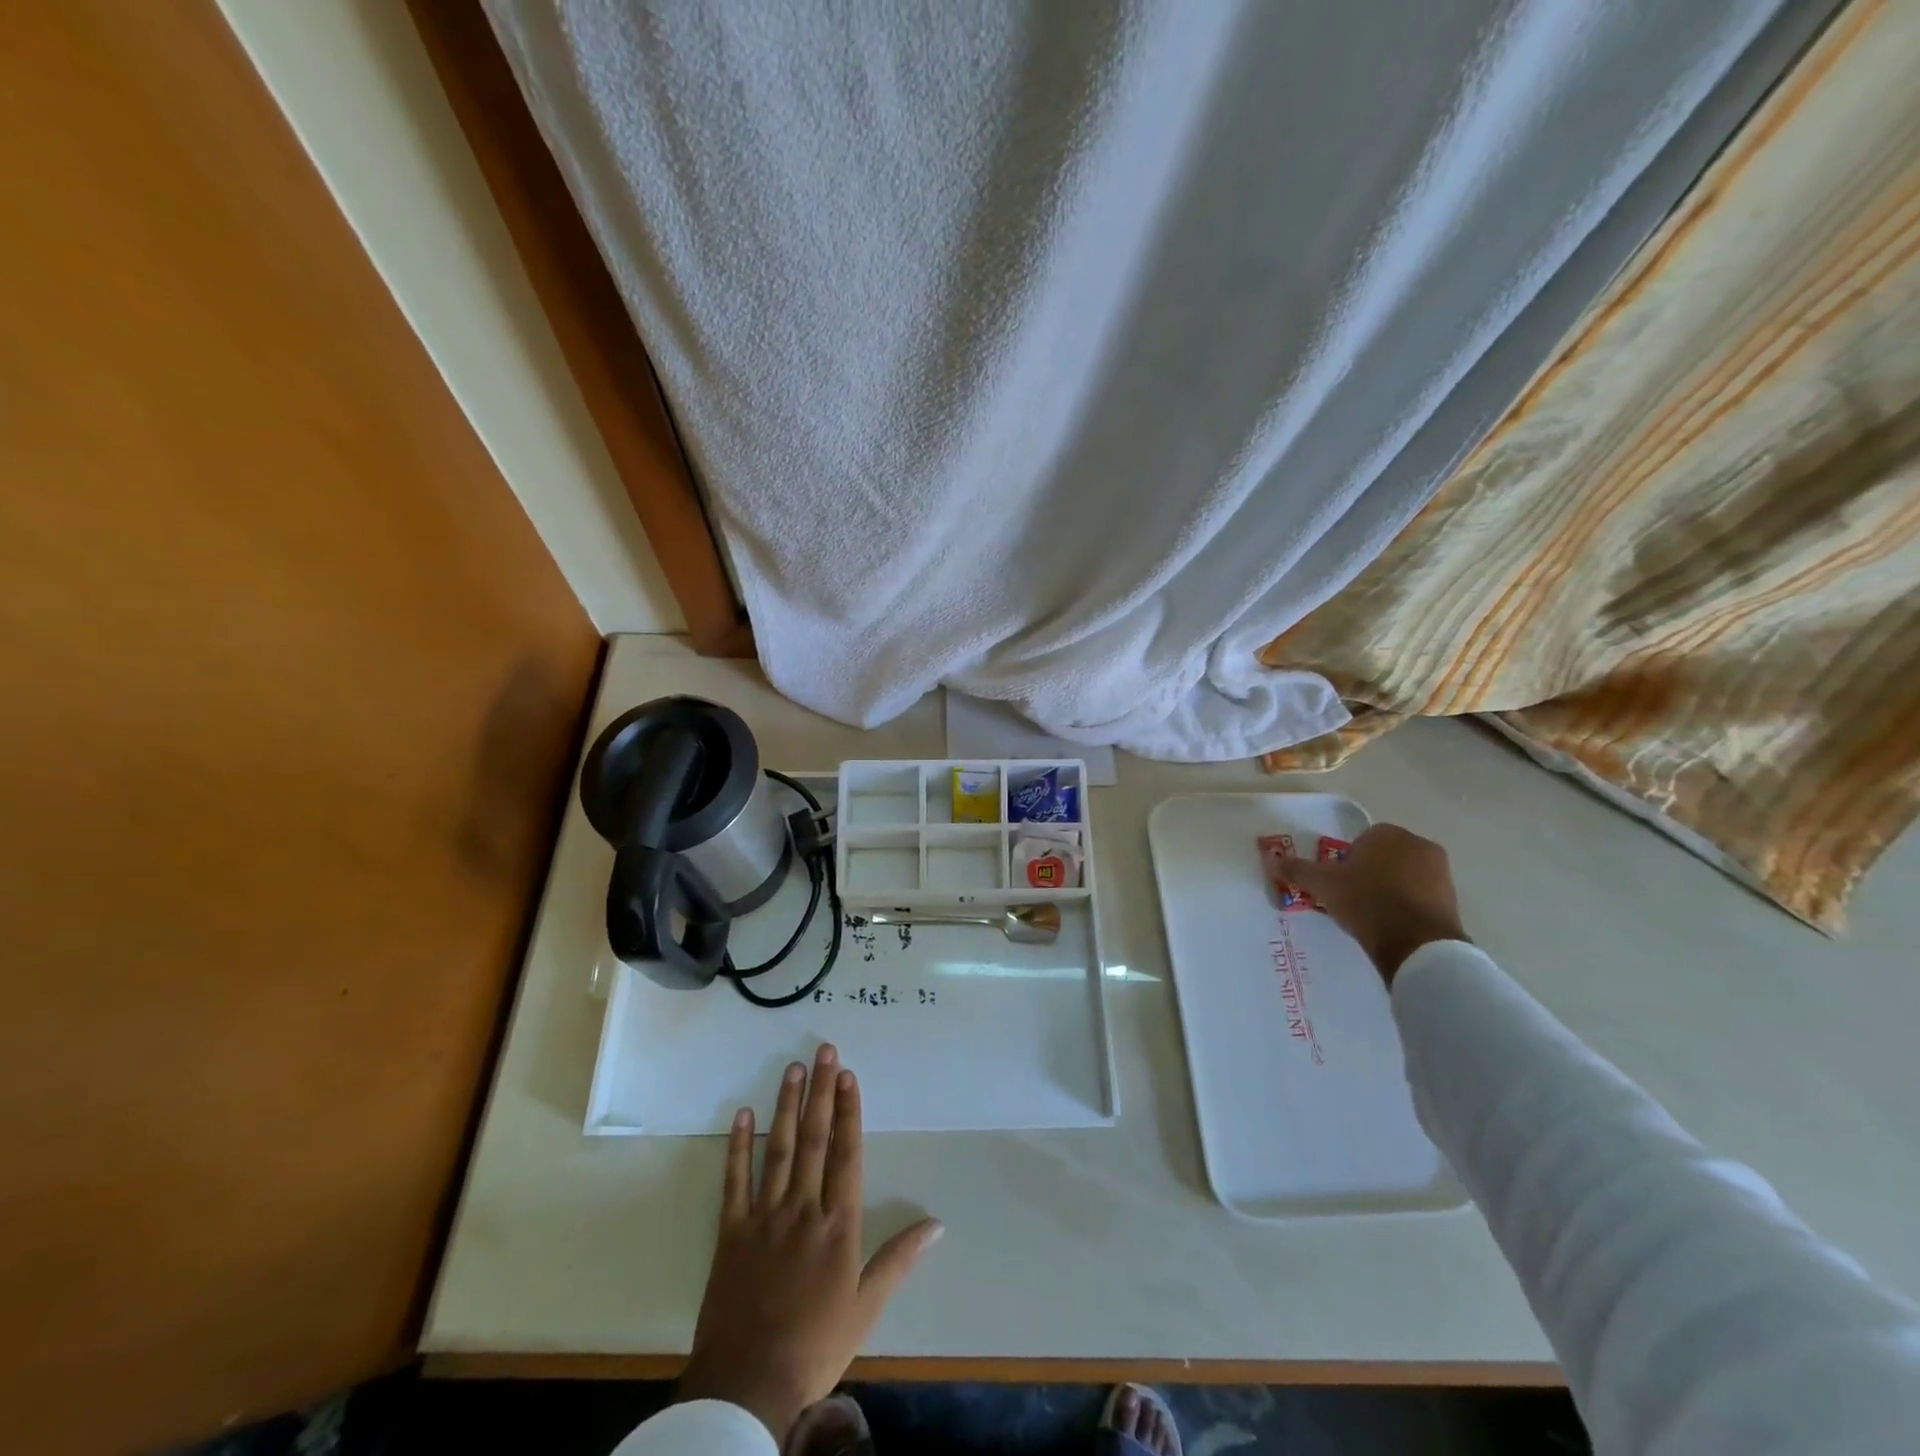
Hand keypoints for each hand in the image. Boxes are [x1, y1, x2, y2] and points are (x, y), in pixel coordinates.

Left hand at [677, 1045, 942, 1440]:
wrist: (747, 1383)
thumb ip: (899, 1259)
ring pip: (778, 1149)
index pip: (846, 1155)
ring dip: (787, 1106)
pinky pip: (735, 1181)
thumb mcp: (867, 1307)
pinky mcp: (731, 1231)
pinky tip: (743, 1114)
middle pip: (814, 1140)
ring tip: (793, 1069)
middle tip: (825, 1051)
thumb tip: (937, 1225)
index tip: (848, 1075)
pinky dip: (738, 1146)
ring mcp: (764, 1216)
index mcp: (837, 1225)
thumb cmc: (815, 1344)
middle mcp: (802, 1208)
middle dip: (821, 1092)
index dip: (848, 1111)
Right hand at [1276, 824, 1468, 985]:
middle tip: (1354, 898)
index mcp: (1387, 833)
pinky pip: (1422, 895)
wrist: (1416, 943)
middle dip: (1371, 872)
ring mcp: (1441, 871)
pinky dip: (1409, 905)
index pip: (1361, 841)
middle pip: (1385, 856)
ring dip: (1391, 888)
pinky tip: (1394, 924)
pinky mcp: (1453, 898)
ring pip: (1405, 875)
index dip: (1348, 861)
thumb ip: (1298, 869)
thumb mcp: (1323, 885)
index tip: (1341, 883)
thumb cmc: (1365, 901)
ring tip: (1374, 914)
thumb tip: (1271, 859)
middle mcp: (1418, 844)